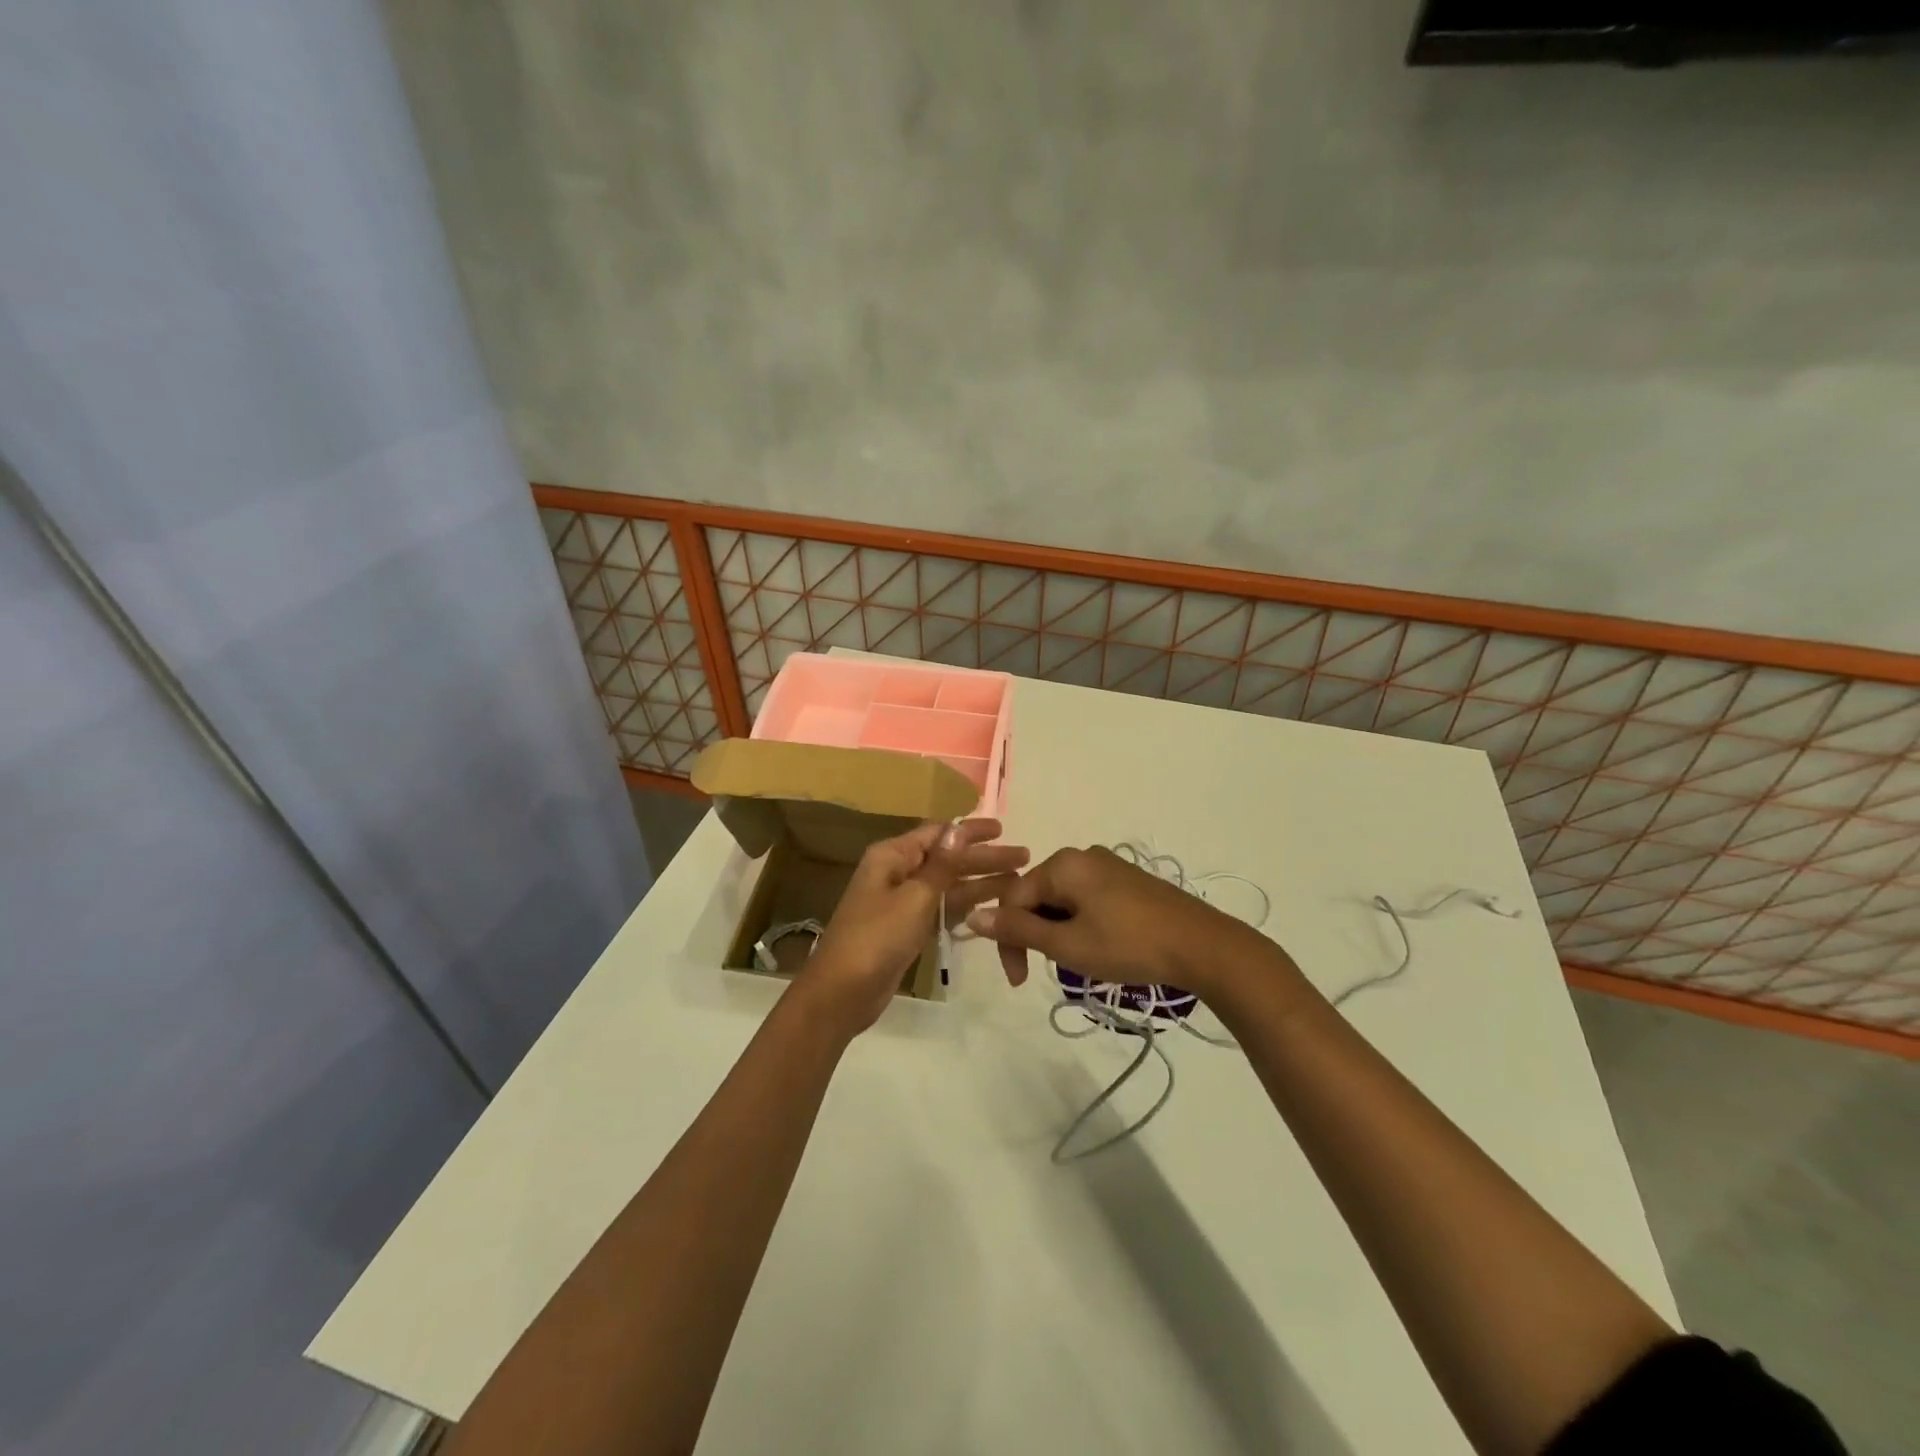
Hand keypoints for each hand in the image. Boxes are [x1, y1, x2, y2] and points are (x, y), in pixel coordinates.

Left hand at [799, 819, 1028, 1036]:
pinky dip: (965, 904)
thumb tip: (958, 828)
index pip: (938, 833)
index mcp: (892, 856)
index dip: (970, 831)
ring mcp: (902, 901)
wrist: (842, 993)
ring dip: (980, 881)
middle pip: (947, 858)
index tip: (1003, 829)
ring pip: (948, 884)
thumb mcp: (914, 898)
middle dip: (984, 858)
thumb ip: (941, 865)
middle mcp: (897, 872)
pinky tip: (992, 905)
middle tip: (1024, 857)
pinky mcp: (907, 928)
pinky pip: (941, 907)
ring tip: (1018, 881)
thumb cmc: (876, 938)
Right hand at [966, 846, 1274, 994]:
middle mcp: (1082, 856)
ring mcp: (1108, 866)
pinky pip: (1086, 899)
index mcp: (1062, 864)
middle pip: (1037, 895)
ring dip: (1057, 932)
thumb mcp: (1067, 944)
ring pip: (1062, 900)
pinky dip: (1079, 924)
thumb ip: (1018, 930)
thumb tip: (973, 916)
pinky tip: (1097, 947)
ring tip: (1075, 963)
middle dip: (1034, 935)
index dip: (1008, 939)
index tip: (1019, 980)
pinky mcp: (1128, 881)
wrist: (1202, 946)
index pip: (1013, 898)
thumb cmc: (1129, 944)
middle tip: (1044, 972)